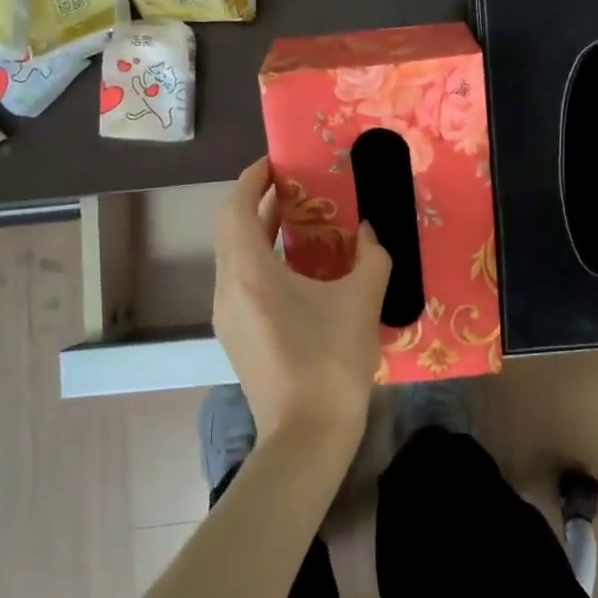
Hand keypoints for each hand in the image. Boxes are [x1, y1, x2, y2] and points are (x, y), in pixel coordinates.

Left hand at [212, 157, 391, 449]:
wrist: (306, 435)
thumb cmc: (331, 361)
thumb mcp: (362, 301)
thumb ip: (371, 256)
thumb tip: (369, 231)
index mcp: (249, 272)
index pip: (235, 208)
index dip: (250, 179)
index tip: (275, 163)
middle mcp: (227, 287)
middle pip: (228, 228)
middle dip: (254, 201)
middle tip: (291, 186)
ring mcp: (225, 314)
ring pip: (232, 255)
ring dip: (256, 231)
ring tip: (296, 219)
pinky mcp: (234, 335)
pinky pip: (238, 279)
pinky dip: (258, 258)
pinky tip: (294, 267)